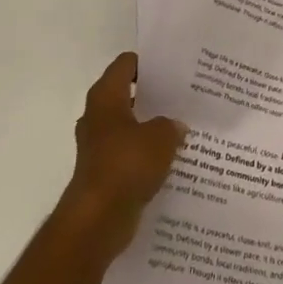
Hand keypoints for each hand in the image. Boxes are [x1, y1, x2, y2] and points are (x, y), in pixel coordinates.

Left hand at [57, 52, 185, 258]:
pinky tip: (172, 159)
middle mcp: (97, 115)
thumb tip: (175, 126)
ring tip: (183, 128)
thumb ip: (171, 125)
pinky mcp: (104, 171)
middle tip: (185, 97)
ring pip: (130, 125)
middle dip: (154, 96)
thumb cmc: (126, 165)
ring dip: (151, 127)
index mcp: (105, 96)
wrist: (97, 219)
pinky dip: (147, 154)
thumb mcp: (160, 137)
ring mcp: (98, 145)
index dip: (150, 63)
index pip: (126, 64)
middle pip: (128, 94)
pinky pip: (130, 153)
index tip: (175, 69)